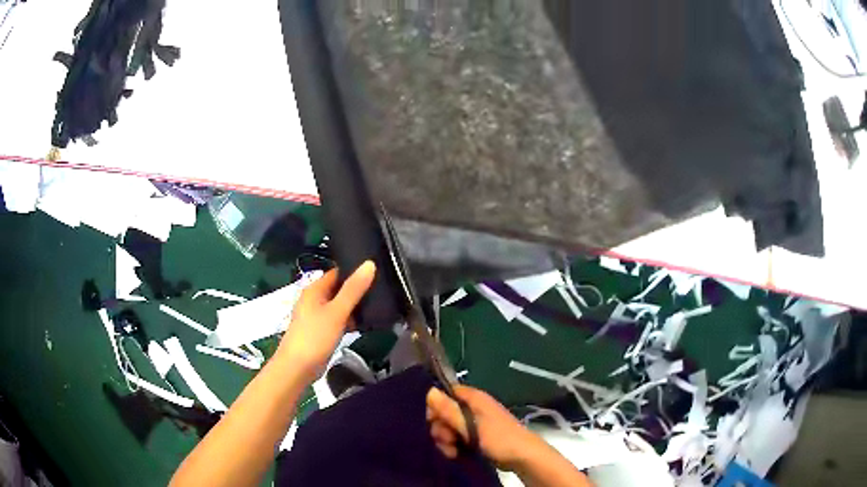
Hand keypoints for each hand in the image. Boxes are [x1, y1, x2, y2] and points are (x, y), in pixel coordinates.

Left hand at [277, 261, 375, 381]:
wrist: (297, 368)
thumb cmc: (315, 337)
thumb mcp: (337, 312)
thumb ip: (354, 289)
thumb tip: (369, 264)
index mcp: (314, 289)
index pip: (337, 272)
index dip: (355, 271)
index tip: (377, 272)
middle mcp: (314, 299)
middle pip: (338, 289)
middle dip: (357, 290)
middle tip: (381, 290)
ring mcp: (316, 316)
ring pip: (339, 305)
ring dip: (354, 307)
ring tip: (377, 306)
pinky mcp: (320, 331)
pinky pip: (337, 319)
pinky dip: (348, 320)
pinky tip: (363, 325)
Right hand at [426, 385, 545, 470]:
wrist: (521, 456)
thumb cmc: (498, 438)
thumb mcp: (471, 426)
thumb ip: (449, 411)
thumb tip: (430, 391)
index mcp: (474, 398)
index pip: (446, 393)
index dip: (436, 405)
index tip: (432, 420)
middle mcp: (472, 407)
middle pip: (445, 412)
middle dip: (441, 428)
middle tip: (447, 440)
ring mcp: (473, 423)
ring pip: (448, 427)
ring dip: (446, 440)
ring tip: (453, 450)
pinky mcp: (475, 436)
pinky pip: (456, 437)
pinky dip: (453, 446)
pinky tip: (455, 454)